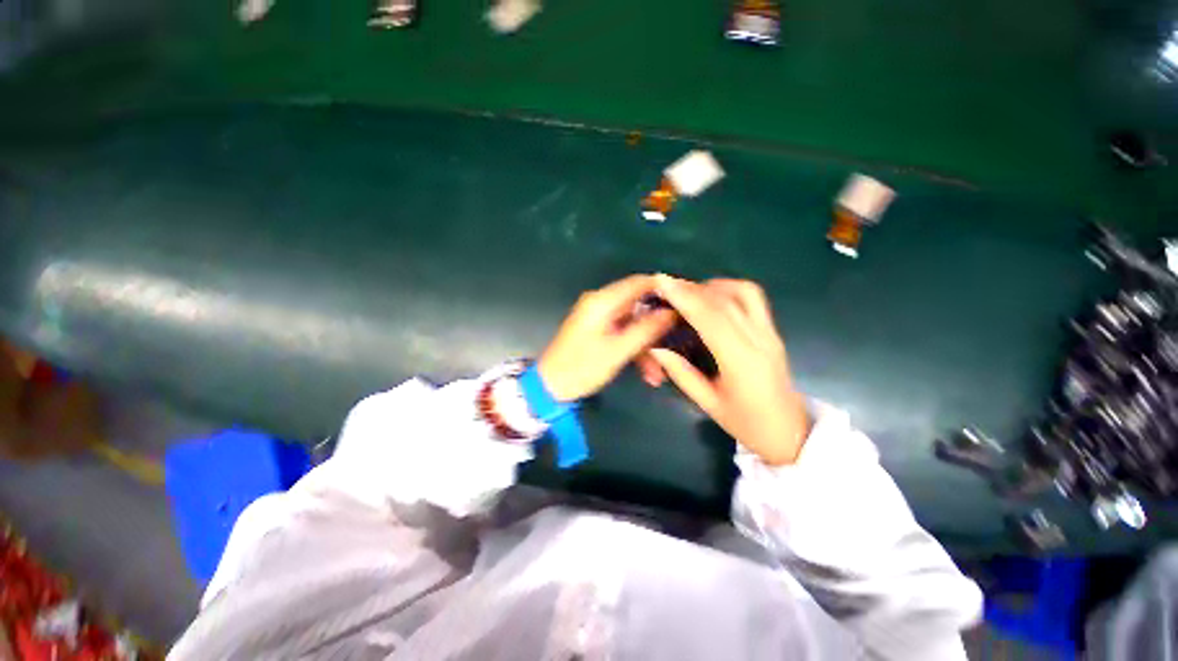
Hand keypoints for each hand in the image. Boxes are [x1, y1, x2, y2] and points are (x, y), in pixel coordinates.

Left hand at [538, 275, 676, 401]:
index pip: (639, 283)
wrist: (550, 386)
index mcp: (602, 301)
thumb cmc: (582, 368)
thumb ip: (645, 330)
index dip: (663, 289)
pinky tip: (645, 372)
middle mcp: (600, 303)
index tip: (686, 303)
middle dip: (656, 329)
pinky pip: (623, 333)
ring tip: (657, 375)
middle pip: (638, 307)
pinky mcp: (598, 329)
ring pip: (633, 324)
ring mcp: (599, 317)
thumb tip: (670, 312)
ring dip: (646, 347)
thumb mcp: (618, 351)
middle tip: (674, 346)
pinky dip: (634, 349)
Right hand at [641, 276, 810, 465]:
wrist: (789, 431)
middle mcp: (759, 340)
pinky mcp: (772, 330)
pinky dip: (729, 289)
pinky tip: (711, 297)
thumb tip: (655, 348)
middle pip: (725, 301)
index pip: (711, 319)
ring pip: (743, 292)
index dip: (685, 298)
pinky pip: (753, 298)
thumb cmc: (746, 423)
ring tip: (688, 293)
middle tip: (666, 286)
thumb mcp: (708, 403)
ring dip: (712, 286)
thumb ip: (681, 373)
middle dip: (692, 288)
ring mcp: (769, 333)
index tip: (663, 283)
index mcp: (741, 363)